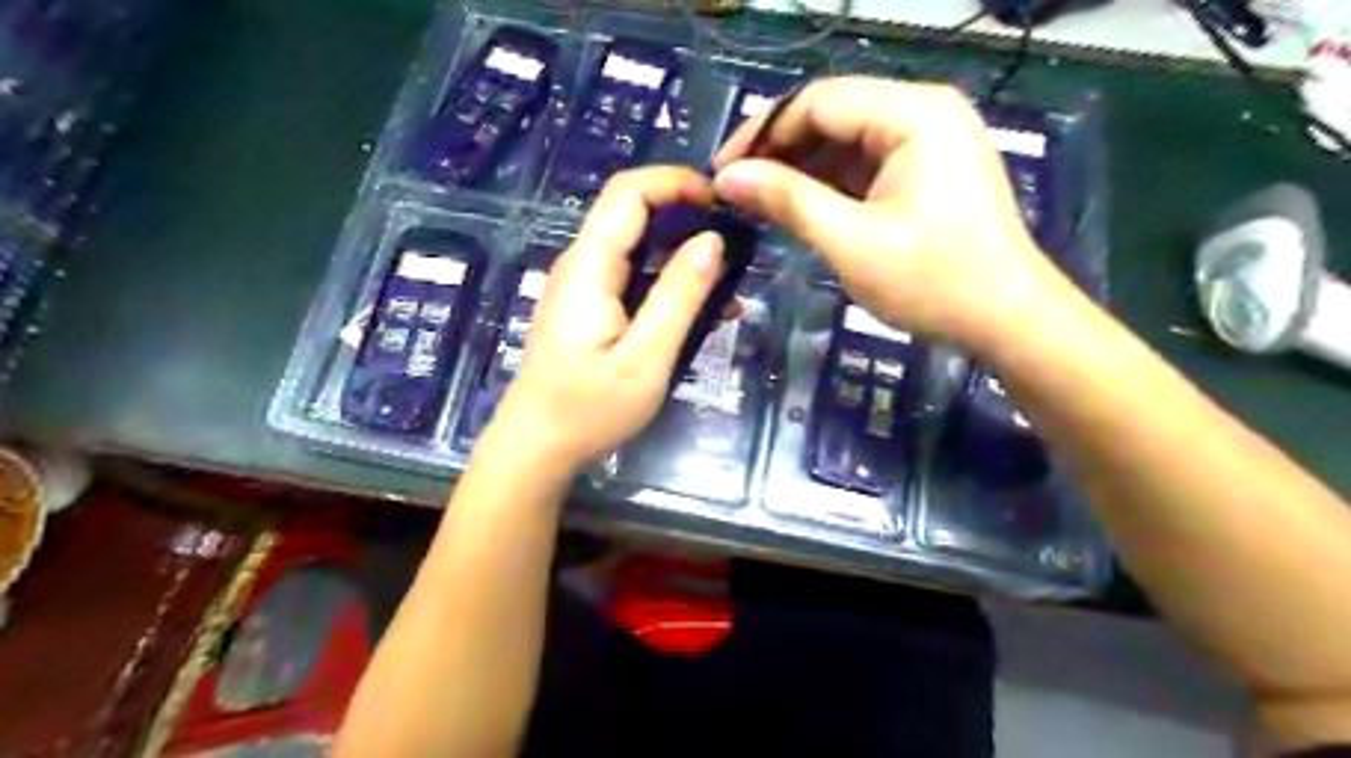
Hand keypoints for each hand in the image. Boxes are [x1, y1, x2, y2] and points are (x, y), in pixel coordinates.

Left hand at [479, 170, 723, 470]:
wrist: (536, 447)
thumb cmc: (588, 410)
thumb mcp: (645, 359)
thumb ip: (679, 297)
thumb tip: (713, 240)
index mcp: (589, 267)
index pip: (628, 192)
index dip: (676, 182)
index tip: (722, 202)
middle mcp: (581, 264)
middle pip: (631, 212)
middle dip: (685, 214)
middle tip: (735, 240)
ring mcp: (582, 286)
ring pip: (635, 245)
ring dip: (681, 251)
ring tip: (729, 277)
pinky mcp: (588, 307)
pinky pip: (630, 275)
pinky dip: (666, 280)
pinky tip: (702, 307)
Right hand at [710, 75, 1071, 351]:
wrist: (1008, 320)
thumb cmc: (933, 281)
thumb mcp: (851, 241)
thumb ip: (787, 201)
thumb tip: (727, 178)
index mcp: (912, 114)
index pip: (817, 101)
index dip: (762, 134)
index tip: (721, 173)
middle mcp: (923, 112)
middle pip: (832, 116)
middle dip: (780, 154)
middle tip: (736, 193)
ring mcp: (929, 142)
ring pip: (846, 143)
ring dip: (801, 173)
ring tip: (758, 206)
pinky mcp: (927, 172)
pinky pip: (865, 166)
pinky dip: (829, 187)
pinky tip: (798, 210)